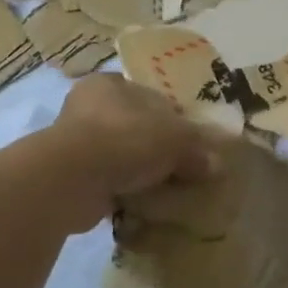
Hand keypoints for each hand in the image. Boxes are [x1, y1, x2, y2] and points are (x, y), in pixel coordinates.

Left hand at [48, 75, 219, 229]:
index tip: (193, 142)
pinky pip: (109, 182)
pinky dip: (125, 191)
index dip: (175, 118)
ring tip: (167, 189)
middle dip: (158, 148)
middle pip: (137, 127)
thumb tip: (216, 165)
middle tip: (184, 168)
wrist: (71, 181)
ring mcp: (76, 143)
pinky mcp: (71, 176)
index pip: (151, 97)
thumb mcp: (176, 138)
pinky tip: (144, 203)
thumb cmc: (125, 140)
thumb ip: (197, 148)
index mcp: (110, 84)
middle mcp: (88, 107)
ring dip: (141, 172)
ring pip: (122, 156)